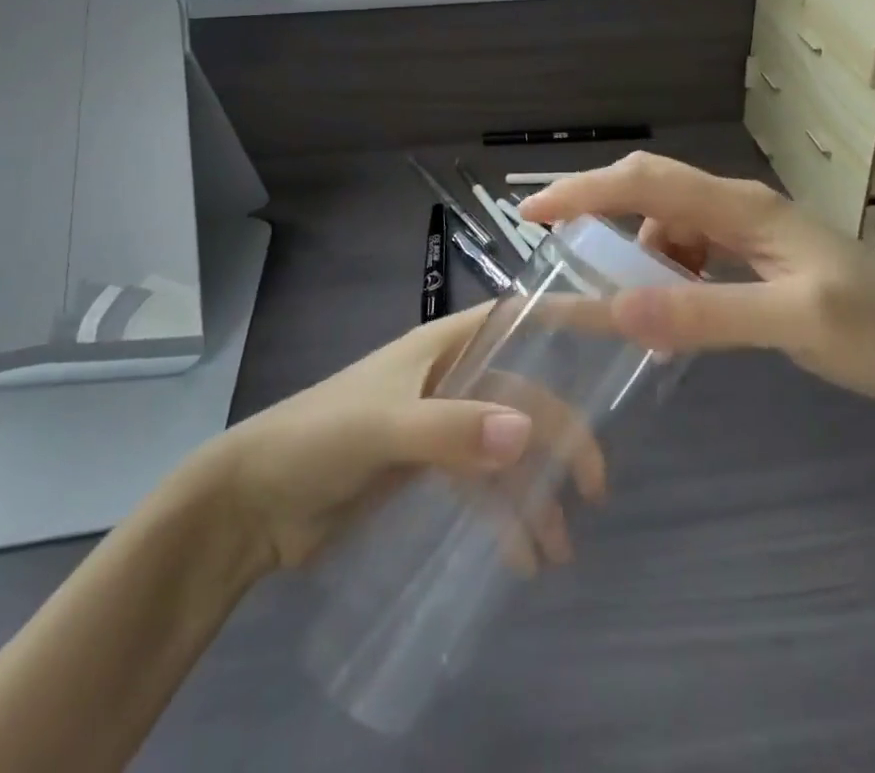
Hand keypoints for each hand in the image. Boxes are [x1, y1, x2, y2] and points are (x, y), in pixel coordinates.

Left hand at [195, 305, 606, 573]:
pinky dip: (505, 517)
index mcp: (446, 345)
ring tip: (559, 547)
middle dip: (562, 435)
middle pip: (523, 395)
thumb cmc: (318, 438)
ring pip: (507, 448)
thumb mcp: (383, 428)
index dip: (569, 318)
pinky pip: (482, 487)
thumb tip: (527, 434)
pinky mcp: (428, 471)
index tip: (622, 328)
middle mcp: (451, 377)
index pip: (519, 319)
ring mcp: (441, 425)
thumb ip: (451, 430)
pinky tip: (521, 557)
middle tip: (593, 487)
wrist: (252, 506)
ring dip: (536, 492)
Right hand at [519, 152, 874, 428]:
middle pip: (652, 191)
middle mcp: (739, 206)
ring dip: (640, 257)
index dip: (584, 191)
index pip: (647, 183)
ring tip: (632, 308)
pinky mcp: (759, 256)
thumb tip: (616, 306)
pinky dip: (670, 276)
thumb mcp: (791, 322)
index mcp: (743, 207)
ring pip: (670, 225)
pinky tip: (676, 315)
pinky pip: (694, 253)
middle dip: (598, 211)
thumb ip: (705, 312)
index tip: (531, 212)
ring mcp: (751, 230)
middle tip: (555, 249)